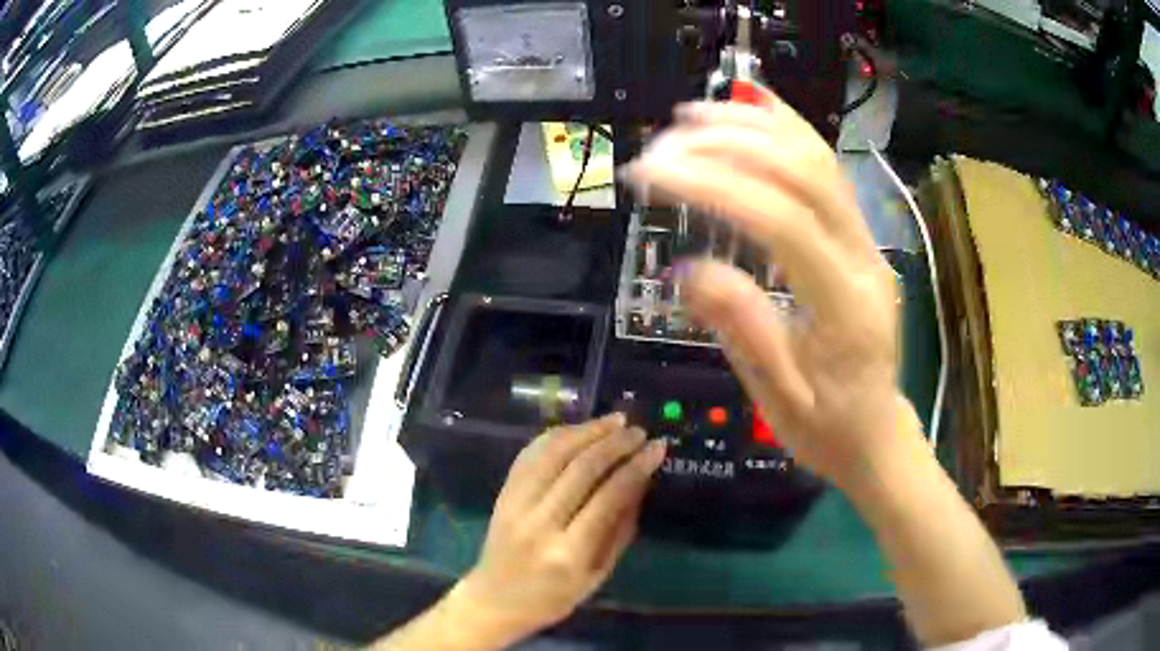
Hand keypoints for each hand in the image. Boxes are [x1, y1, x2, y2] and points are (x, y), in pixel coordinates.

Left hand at [450, 415, 665, 645]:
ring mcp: (515, 504)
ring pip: (553, 453)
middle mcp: (539, 523)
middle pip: (581, 469)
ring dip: (587, 431)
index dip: (636, 467)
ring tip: (614, 421)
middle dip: (615, 443)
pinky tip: (579, 429)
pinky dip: (556, 436)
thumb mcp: (597, 575)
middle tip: (639, 431)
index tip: (657, 448)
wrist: (495, 599)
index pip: (608, 498)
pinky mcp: (503, 494)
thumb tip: (640, 483)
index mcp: (568, 552)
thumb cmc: (553, 597)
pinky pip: (530, 454)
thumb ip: (619, 530)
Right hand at [623, 93, 911, 487]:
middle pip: (802, 173)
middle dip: (726, 145)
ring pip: (817, 158)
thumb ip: (741, 329)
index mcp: (846, 306)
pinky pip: (827, 169)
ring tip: (690, 117)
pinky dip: (787, 129)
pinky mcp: (860, 235)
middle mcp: (864, 257)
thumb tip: (687, 268)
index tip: (650, 174)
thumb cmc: (827, 428)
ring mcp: (867, 240)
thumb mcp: (778, 399)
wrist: (877, 432)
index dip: (713, 186)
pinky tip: (752, 107)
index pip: (782, 221)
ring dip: (752, 126)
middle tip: (659, 148)